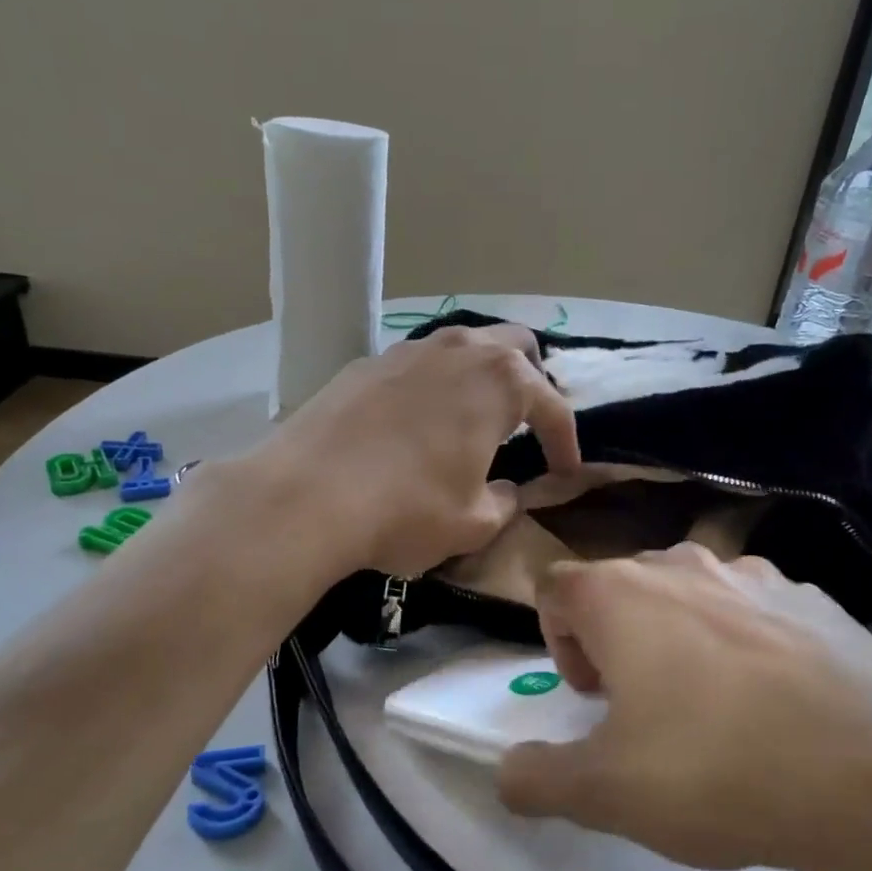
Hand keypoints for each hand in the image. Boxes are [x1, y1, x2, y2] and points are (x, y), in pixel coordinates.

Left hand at [250, 323, 579, 579]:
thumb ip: (505, 502)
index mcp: (501, 380)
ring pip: (463, 347)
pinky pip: (418, 365)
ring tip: (474, 419)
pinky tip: (417, 423)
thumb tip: (506, 491)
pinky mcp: (365, 364)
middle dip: (531, 383)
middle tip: (524, 426)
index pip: (553, 407)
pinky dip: (434, 386)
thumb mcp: (474, 523)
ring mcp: (408, 350)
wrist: (304, 497)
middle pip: (515, 347)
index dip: (567, 443)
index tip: (566, 473)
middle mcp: (460, 349)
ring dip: (480, 377)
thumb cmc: (407, 509)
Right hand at [497, 545, 871, 870]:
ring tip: (713, 713)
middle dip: (616, 643)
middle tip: (643, 713)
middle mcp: (682, 566)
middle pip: (622, 588)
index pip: (555, 588)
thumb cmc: (717, 770)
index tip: (591, 699)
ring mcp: (756, 576)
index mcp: (621, 593)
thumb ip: (536, 779)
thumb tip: (505, 772)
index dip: (557, 641)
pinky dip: (745, 645)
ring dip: (680, 641)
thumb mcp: (606, 793)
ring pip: (690, 596)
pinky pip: (755, 612)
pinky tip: (779, 706)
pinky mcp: (815, 599)